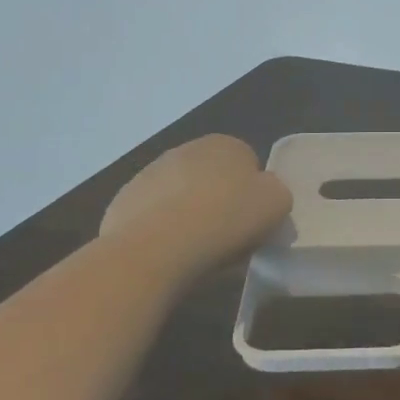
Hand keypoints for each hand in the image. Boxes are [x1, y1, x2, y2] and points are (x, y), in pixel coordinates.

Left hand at [99, 134, 292, 264]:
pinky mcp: (122, 203)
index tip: (253, 221)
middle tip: (228, 237)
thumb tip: (262, 195)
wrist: (156, 249)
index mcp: (225, 144)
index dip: (253, 194)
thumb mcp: (277, 204)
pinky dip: (161, 232)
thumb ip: (275, 192)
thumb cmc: (225, 219)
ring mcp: (148, 175)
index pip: (247, 163)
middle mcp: (184, 150)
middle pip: (212, 178)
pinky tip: (169, 255)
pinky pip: (152, 218)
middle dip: (219, 202)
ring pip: (180, 197)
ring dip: (189, 215)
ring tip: (197, 252)